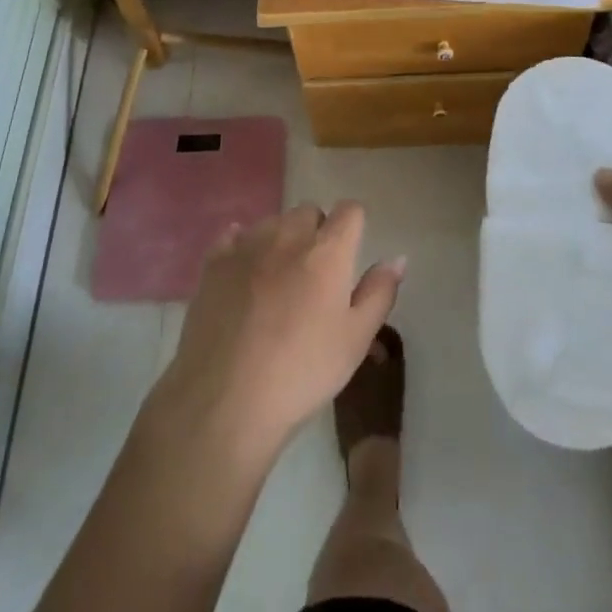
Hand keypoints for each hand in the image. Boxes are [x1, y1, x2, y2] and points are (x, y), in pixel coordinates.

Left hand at [148, 202, 404, 462]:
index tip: (350, 255)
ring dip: (281, 239)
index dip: (353, 227)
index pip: (350, 211)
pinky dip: (243, 246)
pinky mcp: (214, 262)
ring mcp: (247, 245)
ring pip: (272, 222)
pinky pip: (234, 236)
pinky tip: (244, 272)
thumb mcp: (355, 340)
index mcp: (327, 251)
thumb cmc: (302, 372)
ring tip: (278, 280)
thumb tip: (397, 258)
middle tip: (315, 276)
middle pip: (309, 212)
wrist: (225, 400)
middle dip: (316, 233)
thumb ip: (379, 293)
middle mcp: (288, 235)